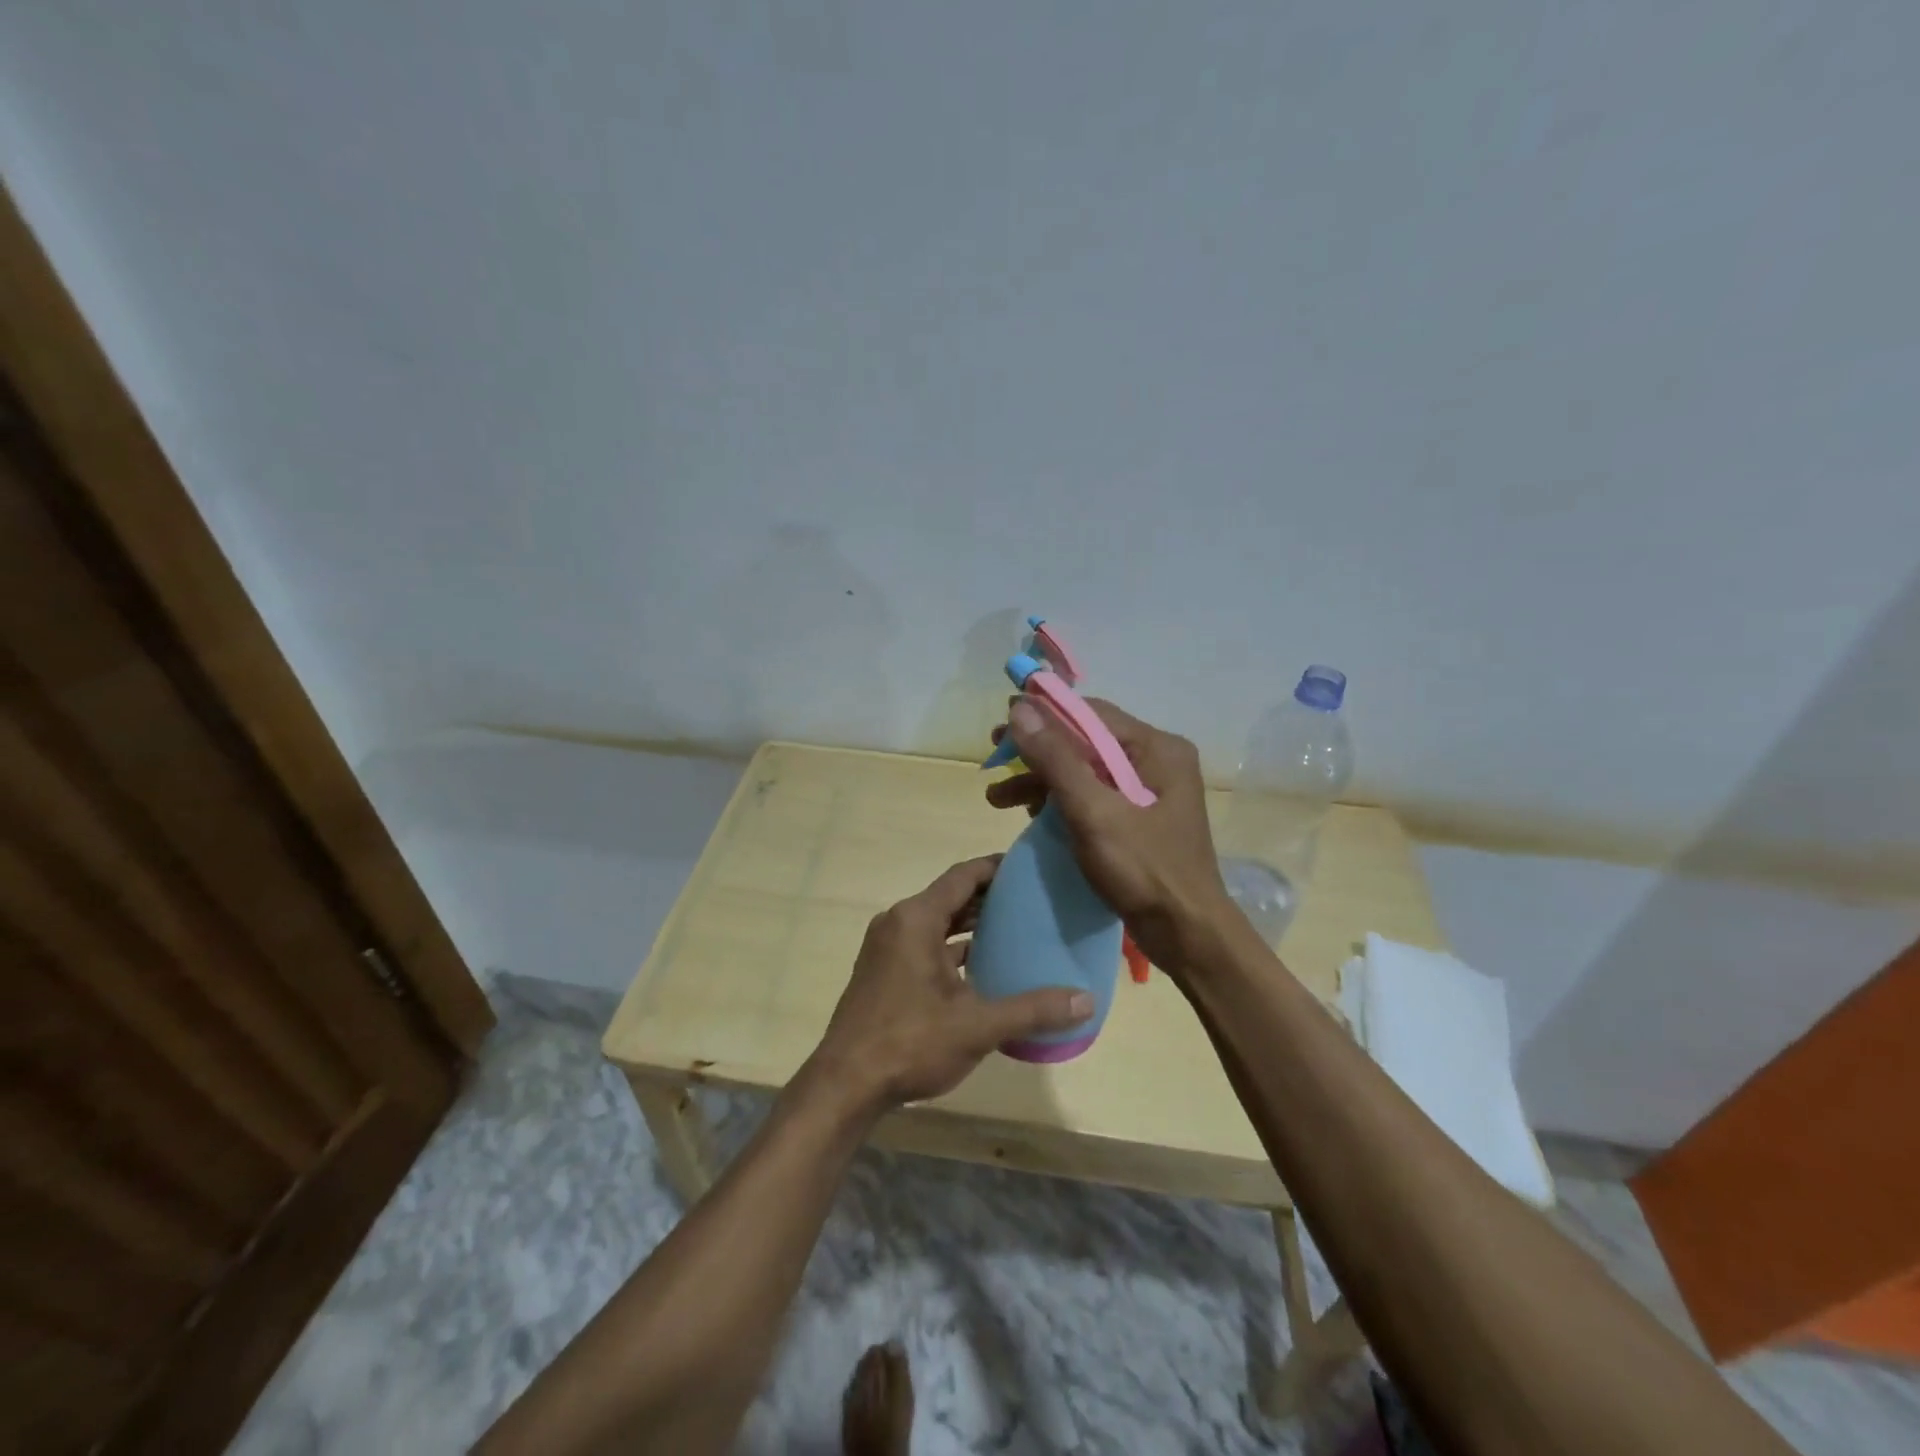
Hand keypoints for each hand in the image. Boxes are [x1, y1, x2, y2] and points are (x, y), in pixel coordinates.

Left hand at [810, 857, 1093, 1109]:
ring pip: (936, 924)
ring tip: (1014, 932)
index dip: (995, 868)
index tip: (1028, 867)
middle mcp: (898, 922)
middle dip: (988, 898)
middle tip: (1031, 902)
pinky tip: (982, 969)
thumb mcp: (977, 1025)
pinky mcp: (883, 972)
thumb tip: (1086, 1000)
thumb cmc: (910, 1042)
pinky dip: (952, 950)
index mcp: (916, 918)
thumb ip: (1032, 1009)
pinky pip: (924, 946)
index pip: (963, 876)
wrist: (846, 1085)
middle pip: (950, 897)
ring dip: (970, 926)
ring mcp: (886, 948)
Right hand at [985, 698, 1234, 975]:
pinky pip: (1093, 796)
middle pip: (1086, 741)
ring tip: (997, 798)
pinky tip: (1031, 814)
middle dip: (1038, 752)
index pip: (1091, 714)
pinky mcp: (1139, 819)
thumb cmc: (1144, 869)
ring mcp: (1149, 791)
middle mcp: (1157, 761)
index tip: (1001, 729)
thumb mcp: (1093, 811)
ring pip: (1085, 771)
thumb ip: (1056, 759)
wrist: (1186, 934)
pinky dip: (1061, 802)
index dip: (1043, 716)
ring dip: (1042, 780)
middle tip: (995, 758)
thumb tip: (1020, 708)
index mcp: (1157, 748)